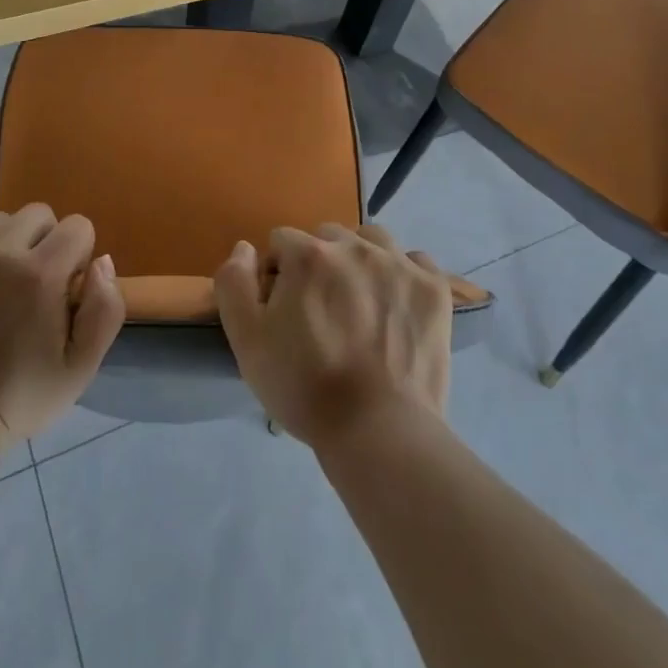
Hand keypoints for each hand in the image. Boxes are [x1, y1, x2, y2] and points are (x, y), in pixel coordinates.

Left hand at [0, 204, 124, 445]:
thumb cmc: (20, 397)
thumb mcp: (82, 367)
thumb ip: (106, 308)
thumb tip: (100, 261)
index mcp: (39, 274)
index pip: (77, 226)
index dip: (77, 257)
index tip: (63, 291)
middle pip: (36, 215)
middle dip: (43, 243)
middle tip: (30, 288)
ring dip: (4, 248)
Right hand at [214, 224, 451, 451]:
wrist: (379, 432)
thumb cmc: (305, 388)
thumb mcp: (247, 342)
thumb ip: (234, 283)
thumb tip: (245, 248)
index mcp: (308, 254)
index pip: (282, 242)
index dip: (277, 273)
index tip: (283, 310)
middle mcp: (354, 246)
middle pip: (327, 236)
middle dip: (318, 263)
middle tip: (322, 311)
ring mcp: (399, 263)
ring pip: (371, 239)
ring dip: (360, 259)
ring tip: (360, 302)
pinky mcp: (433, 287)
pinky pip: (415, 260)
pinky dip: (404, 274)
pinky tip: (397, 304)